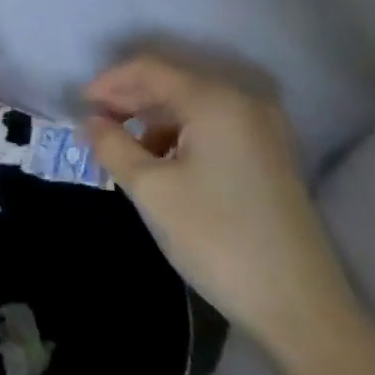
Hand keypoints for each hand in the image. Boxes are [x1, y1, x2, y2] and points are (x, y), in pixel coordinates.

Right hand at [82, 55, 359, 354]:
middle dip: (127, 99)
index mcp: (216, 101)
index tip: (77, 107)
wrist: (297, 306)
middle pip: (172, 82)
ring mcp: (262, 130)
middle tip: (93, 127)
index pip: (149, 69)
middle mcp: (244, 102)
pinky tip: (159, 163)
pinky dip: (177, 135)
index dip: (108, 82)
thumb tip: (90, 121)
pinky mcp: (268, 156)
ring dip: (151, 119)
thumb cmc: (215, 237)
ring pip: (190, 106)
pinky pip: (210, 127)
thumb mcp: (149, 189)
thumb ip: (112, 145)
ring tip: (121, 150)